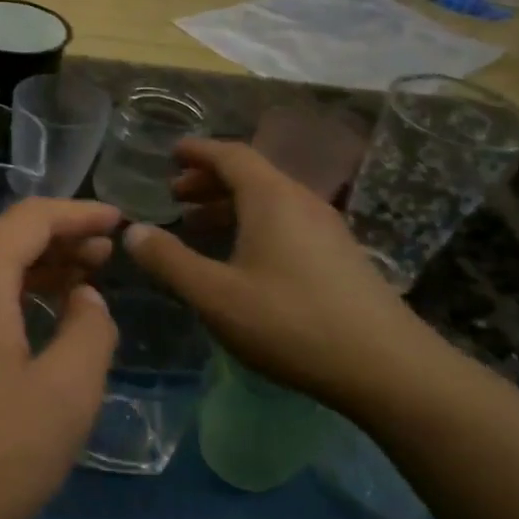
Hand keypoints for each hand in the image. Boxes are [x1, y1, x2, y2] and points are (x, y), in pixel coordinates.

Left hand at [0, 199, 121, 518]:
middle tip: (105, 259)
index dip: (80, 213)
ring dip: (29, 276)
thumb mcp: (63, 397)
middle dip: (58, 245)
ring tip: (73, 289)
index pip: (31, 218)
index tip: (119, 221)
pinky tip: (22, 331)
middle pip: (2, 244)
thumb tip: (84, 298)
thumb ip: (90, 332)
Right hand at [123, 139, 439, 411]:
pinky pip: (286, 221)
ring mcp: (326, 229)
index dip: (197, 151)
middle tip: (174, 195)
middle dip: (208, 180)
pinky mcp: (339, 256)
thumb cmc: (290, 322)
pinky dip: (253, 224)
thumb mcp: (215, 295)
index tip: (170, 153)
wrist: (386, 366)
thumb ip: (170, 261)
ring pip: (269, 200)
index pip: (230, 155)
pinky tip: (240, 257)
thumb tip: (132, 232)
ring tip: (197, 225)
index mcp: (272, 199)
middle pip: (251, 175)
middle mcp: (301, 202)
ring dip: (230, 204)